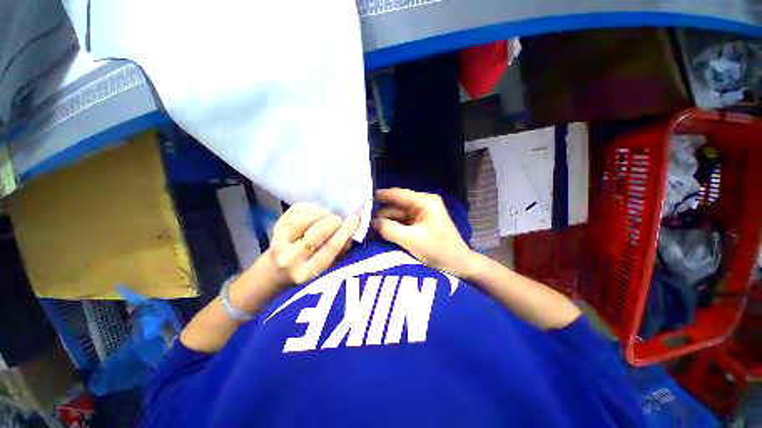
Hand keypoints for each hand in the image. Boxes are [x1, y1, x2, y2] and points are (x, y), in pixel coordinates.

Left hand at [263, 202, 359, 285]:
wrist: (276, 270)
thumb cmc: (309, 268)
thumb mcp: (328, 267)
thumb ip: (341, 249)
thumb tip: (352, 229)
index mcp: (309, 272)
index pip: (331, 247)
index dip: (345, 230)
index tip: (355, 218)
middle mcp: (291, 258)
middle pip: (317, 232)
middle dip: (333, 221)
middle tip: (339, 219)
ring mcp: (280, 242)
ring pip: (304, 219)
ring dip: (322, 213)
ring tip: (327, 215)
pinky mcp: (276, 227)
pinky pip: (296, 210)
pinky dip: (311, 208)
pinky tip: (316, 213)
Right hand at [372, 188, 475, 277]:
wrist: (459, 265)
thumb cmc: (438, 250)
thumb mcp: (410, 239)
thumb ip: (388, 228)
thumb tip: (371, 222)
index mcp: (424, 201)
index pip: (398, 194)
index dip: (380, 196)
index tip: (363, 198)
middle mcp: (422, 204)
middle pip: (396, 205)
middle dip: (381, 213)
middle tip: (362, 219)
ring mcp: (421, 215)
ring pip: (398, 215)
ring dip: (385, 221)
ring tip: (367, 227)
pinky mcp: (420, 225)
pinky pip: (402, 223)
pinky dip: (392, 227)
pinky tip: (380, 232)